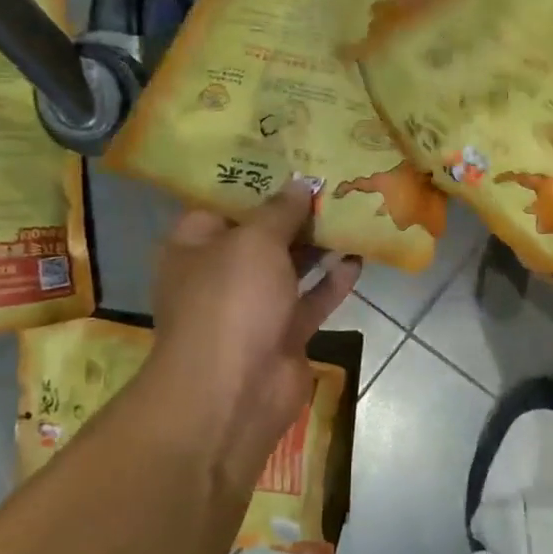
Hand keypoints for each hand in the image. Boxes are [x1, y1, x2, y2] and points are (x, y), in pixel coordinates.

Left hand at [128, 184, 360, 493]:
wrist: (236, 390)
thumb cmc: (231, 301)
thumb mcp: (254, 242)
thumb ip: (280, 211)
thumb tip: (300, 184)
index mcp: (194, 247)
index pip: (222, 205)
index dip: (255, 184)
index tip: (291, 163)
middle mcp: (220, 274)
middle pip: (261, 236)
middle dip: (295, 214)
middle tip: (333, 183)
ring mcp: (253, 307)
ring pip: (290, 268)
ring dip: (319, 246)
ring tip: (352, 213)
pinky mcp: (284, 333)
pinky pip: (311, 300)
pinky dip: (332, 281)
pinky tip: (359, 257)